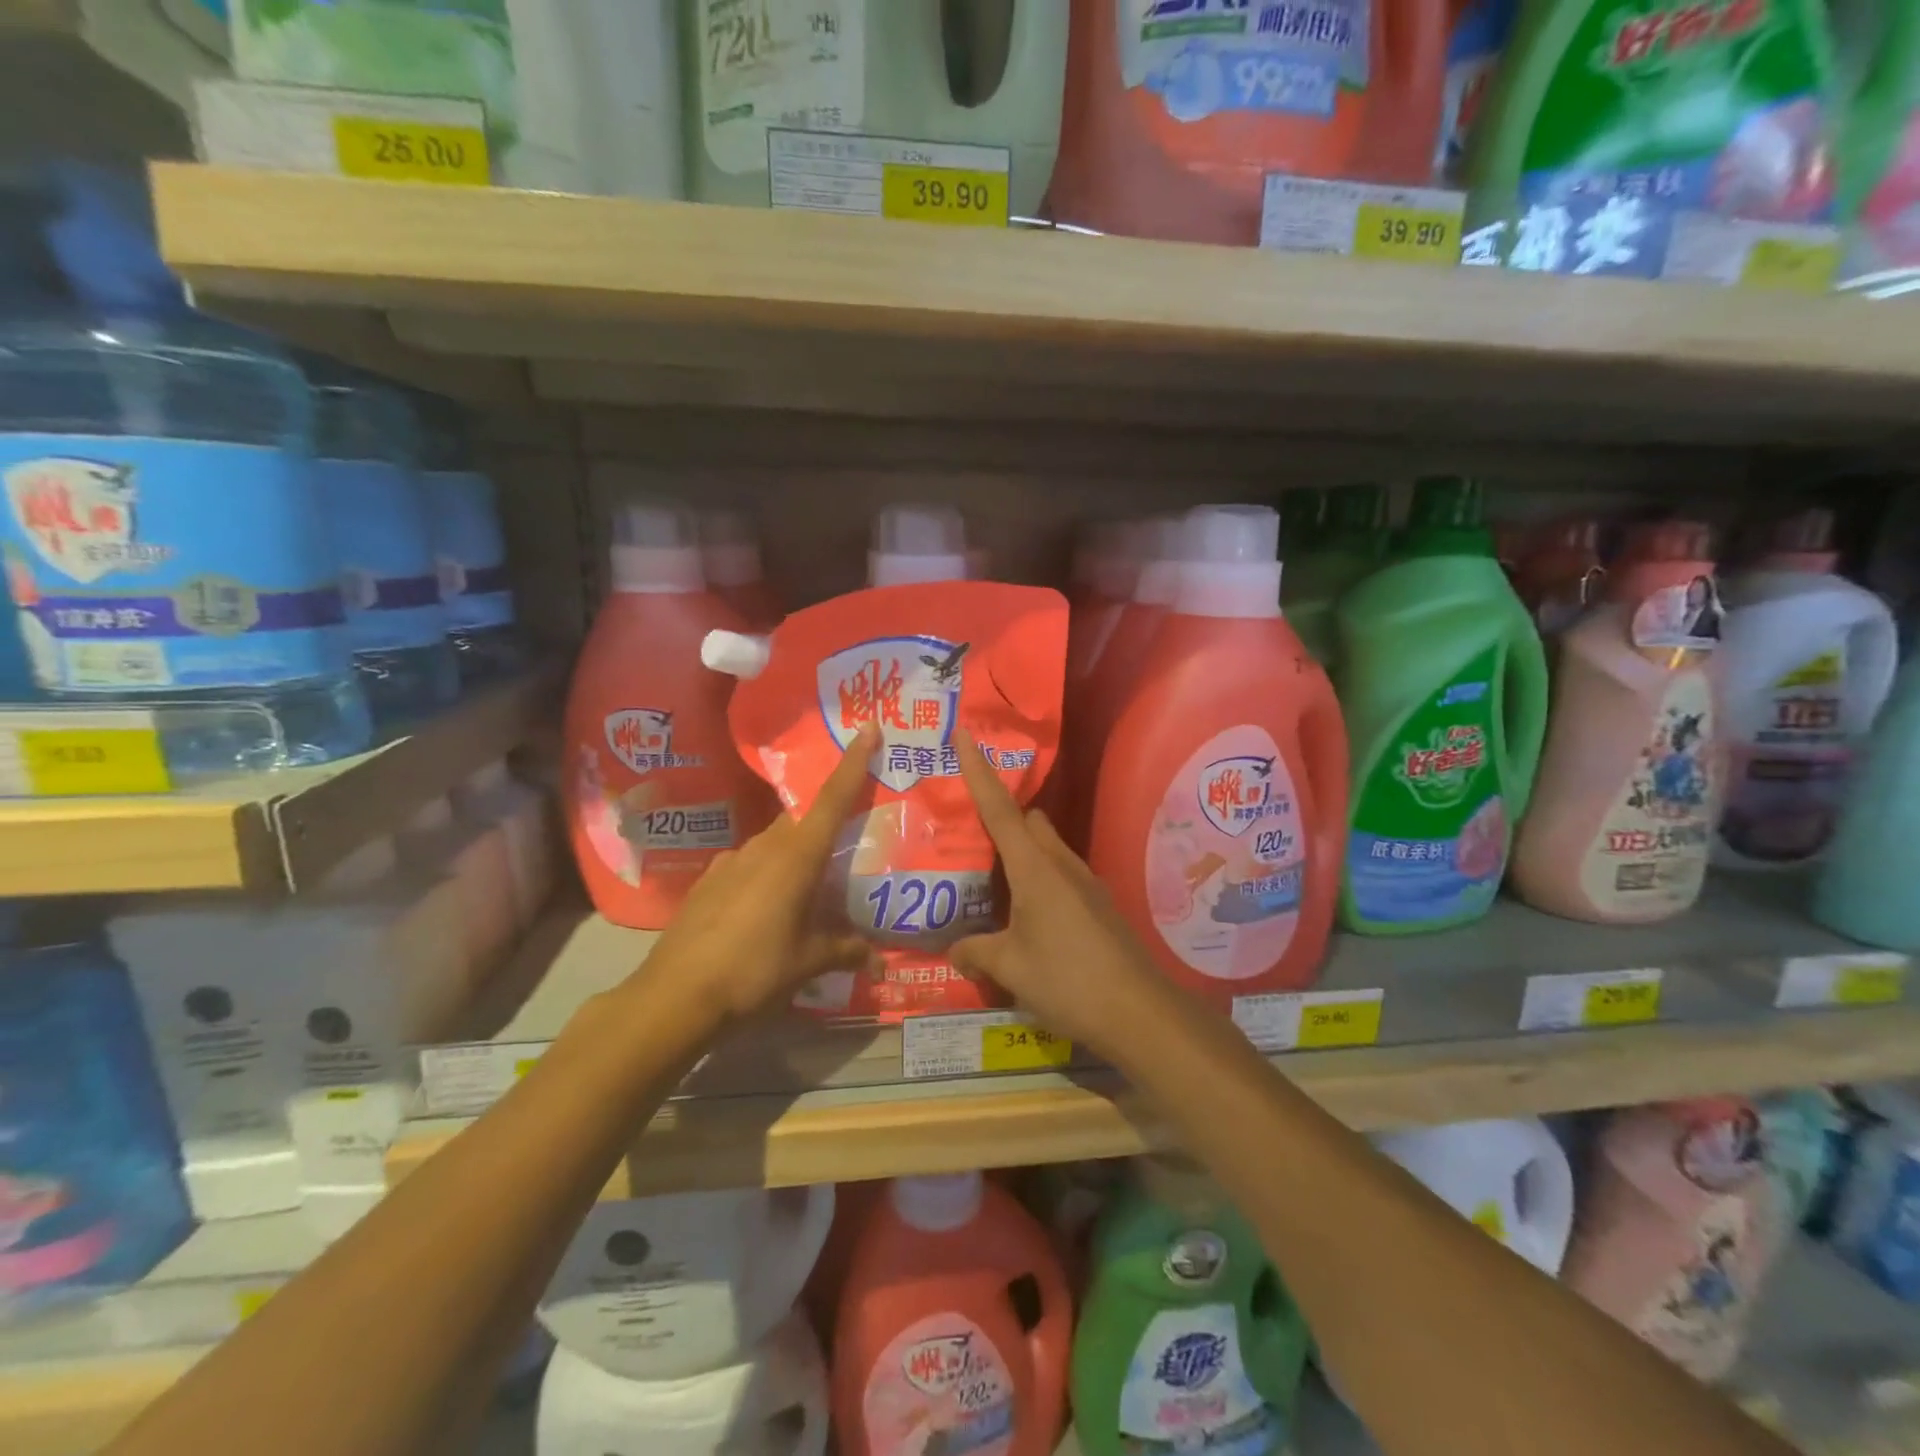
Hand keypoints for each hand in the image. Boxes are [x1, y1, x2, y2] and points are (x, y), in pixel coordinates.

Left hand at [642, 726, 880, 1024]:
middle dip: (826, 823)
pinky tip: (765, 909)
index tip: (868, 729)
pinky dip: (766, 874)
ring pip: (774, 843)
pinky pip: (748, 864)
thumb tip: (878, 957)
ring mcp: (731, 861)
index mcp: (796, 858)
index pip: (832, 799)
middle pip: (803, 821)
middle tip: (847, 842)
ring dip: (795, 854)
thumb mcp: (807, 963)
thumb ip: (845, 951)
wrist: (674, 995)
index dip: (854, 763)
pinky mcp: (709, 880)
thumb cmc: (753, 971)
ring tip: (808, 888)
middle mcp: (764, 848)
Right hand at [948, 735, 1176, 1054]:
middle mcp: (1061, 864)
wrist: (1139, 1011)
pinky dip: (1041, 879)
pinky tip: (1028, 915)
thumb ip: (977, 953)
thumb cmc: (1067, 980)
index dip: (979, 770)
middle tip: (971, 837)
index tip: (966, 735)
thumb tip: (954, 950)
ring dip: (1023, 853)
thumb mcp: (1011, 968)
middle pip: (1029, 821)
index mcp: (1034, 868)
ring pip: (1048, 847)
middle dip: (1003, 818)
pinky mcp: (1099, 904)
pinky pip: (1062, 873)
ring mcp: (1086, 882)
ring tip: (994, 881)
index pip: (999, 808)